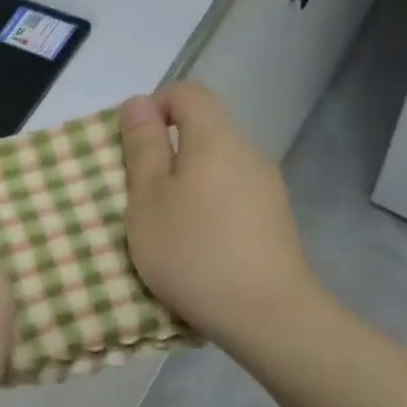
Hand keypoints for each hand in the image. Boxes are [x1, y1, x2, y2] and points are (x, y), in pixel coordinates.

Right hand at [119, 82, 328, 357]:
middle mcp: (248, 151)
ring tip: (165, 225)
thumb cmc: (193, 251)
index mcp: (216, 138)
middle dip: (166, 150)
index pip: (187, 92)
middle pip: (203, 128)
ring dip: (186, 182)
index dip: (154, 107)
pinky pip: (231, 192)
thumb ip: (142, 147)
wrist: (266, 314)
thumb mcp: (148, 199)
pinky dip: (207, 204)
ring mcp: (267, 186)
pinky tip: (197, 244)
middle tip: (139, 193)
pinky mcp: (274, 218)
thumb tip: (139, 103)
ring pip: (216, 164)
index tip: (133, 149)